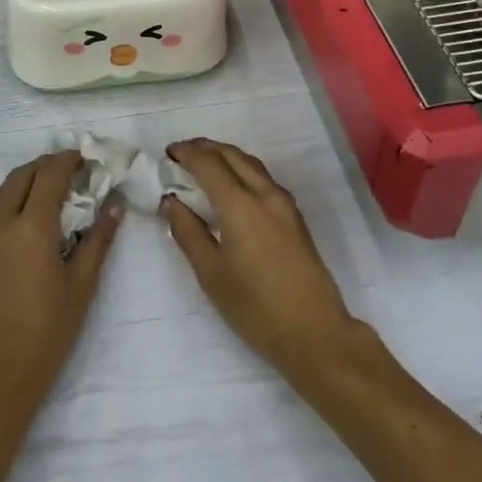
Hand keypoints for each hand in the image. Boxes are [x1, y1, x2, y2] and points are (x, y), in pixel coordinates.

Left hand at [0, 151, 121, 424]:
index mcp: (31, 227)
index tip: (86, 158)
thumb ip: (98, 240)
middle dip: (46, 165)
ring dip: (26, 178)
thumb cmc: (46, 334)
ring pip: (2, 190)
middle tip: (71, 170)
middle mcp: (1, 223)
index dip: (68, 161)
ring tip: (51, 187)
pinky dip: (11, 197)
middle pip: (22, 175)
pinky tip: (28, 215)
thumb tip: (114, 204)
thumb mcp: (81, 287)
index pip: (50, 176)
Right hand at [163, 139, 367, 392]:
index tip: (167, 153)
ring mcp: (285, 203)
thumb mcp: (211, 274)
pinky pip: (263, 177)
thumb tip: (171, 201)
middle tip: (181, 154)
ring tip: (203, 164)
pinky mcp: (295, 216)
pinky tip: (231, 186)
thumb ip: (188, 232)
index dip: (186, 153)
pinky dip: (241, 169)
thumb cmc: (255, 308)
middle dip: (204, 148)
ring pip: (251, 163)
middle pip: (232, 154)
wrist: (314, 334)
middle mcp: (265, 194)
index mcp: (241, 205)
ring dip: (224, 156)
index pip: (208, 163)